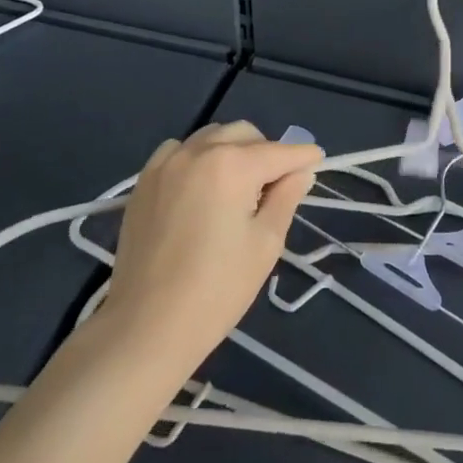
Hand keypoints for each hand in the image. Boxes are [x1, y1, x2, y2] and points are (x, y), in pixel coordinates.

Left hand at [105, 121, 322, 374]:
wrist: (146, 327)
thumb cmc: (216, 290)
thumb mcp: (265, 244)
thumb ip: (286, 198)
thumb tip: (300, 172)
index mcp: (232, 165)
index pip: (279, 152)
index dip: (303, 156)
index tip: (318, 159)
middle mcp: (198, 152)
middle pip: (245, 135)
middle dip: (266, 152)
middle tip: (276, 185)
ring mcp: (167, 163)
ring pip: (211, 137)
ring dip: (232, 151)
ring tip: (238, 187)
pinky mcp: (144, 181)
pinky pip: (180, 151)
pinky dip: (198, 157)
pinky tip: (201, 186)